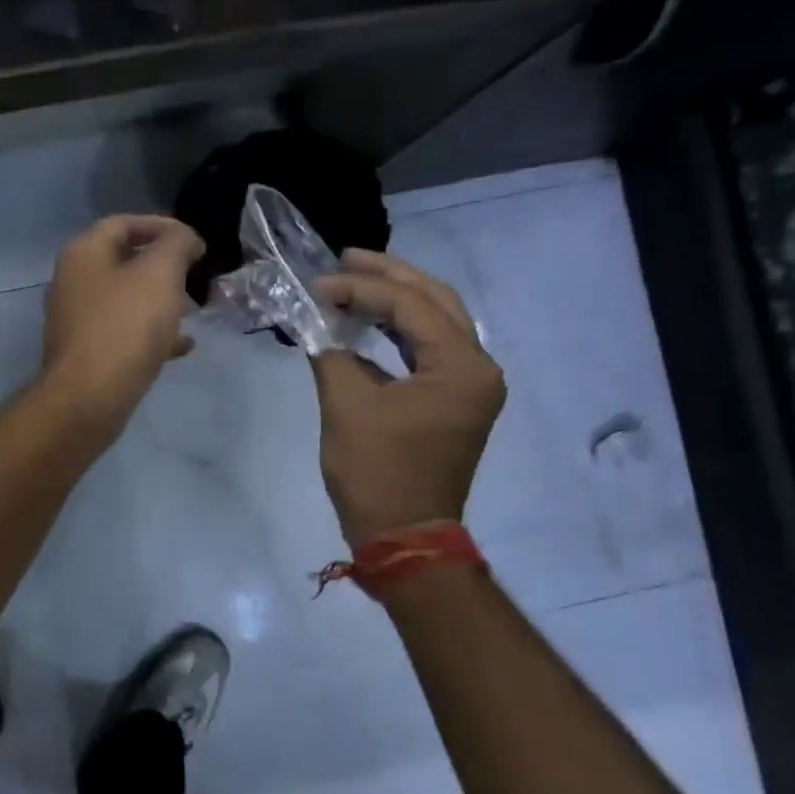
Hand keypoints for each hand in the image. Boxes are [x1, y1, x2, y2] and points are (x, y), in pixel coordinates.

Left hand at [42, 215, 204, 430]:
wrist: (88, 397)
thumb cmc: (125, 326)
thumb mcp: (160, 273)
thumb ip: (177, 245)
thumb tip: (185, 239)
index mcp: (83, 253)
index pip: (123, 223)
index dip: (162, 226)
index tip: (195, 243)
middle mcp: (73, 281)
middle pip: (124, 262)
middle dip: (164, 267)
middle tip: (196, 277)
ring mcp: (77, 320)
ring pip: (126, 300)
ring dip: (161, 301)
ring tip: (194, 311)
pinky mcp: (87, 353)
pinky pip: (124, 333)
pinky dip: (152, 333)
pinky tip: (182, 346)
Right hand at [309, 251, 505, 545]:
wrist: (404, 536)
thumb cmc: (377, 473)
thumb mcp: (346, 407)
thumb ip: (331, 355)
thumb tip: (316, 325)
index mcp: (463, 366)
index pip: (411, 306)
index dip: (361, 289)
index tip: (317, 285)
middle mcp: (478, 367)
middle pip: (436, 302)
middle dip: (389, 276)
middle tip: (345, 258)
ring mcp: (468, 386)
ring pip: (435, 323)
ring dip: (394, 300)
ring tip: (353, 281)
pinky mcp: (452, 401)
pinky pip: (427, 350)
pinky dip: (396, 332)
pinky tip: (365, 323)